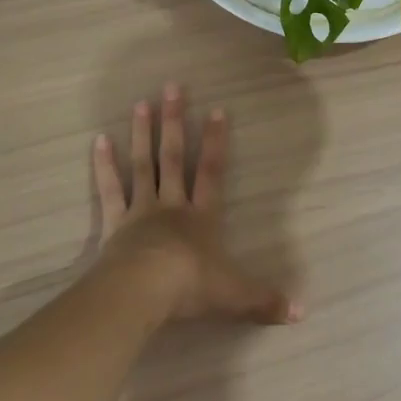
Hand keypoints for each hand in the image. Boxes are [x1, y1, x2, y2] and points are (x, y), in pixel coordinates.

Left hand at [92, 83, 302, 325]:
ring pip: (142, 165)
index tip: (217, 109)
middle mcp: (172, 206)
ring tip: (141, 102)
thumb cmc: (190, 287)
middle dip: (174, 122)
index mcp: (201, 218)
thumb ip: (264, 300)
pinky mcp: (115, 224)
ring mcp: (141, 211)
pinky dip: (103, 166)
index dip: (215, 141)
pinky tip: (99, 140)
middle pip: (173, 157)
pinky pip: (110, 190)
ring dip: (142, 134)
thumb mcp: (233, 295)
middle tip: (172, 87)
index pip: (212, 172)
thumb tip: (302, 312)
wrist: (144, 291)